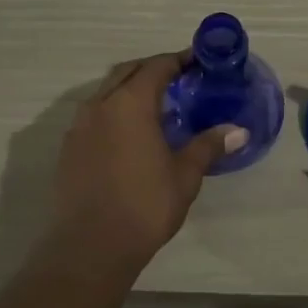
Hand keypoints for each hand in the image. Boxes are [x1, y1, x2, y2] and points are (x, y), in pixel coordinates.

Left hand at [44, 51, 247, 275]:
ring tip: (155, 105)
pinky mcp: (68, 148)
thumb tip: (238, 131)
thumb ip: (208, 146)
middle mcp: (100, 105)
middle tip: (179, 79)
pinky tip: (129, 134)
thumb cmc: (144, 206)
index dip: (178, 60)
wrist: (90, 247)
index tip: (198, 62)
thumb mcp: (184, 175)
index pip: (156, 67)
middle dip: (152, 69)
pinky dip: (114, 111)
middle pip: (127, 72)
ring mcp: (79, 126)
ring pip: (106, 91)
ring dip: (130, 88)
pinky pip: (94, 114)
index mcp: (130, 103)